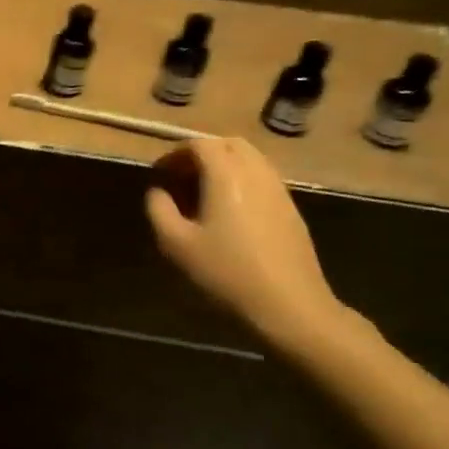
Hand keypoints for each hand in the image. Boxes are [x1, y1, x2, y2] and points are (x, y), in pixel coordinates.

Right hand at [146, 137, 345, 348]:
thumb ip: (159, 210)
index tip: (160, 172)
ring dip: (225, 165)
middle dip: (202, 153)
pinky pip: (263, 178)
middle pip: (229, 144)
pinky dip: (242, 180)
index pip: (200, 144)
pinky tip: (230, 211)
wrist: (289, 303)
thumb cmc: (226, 271)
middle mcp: (256, 172)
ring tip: (204, 193)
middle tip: (182, 177)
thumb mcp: (177, 244)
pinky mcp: (291, 208)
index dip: (175, 153)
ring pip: (250, 159)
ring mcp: (279, 189)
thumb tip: (157, 192)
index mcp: (226, 175)